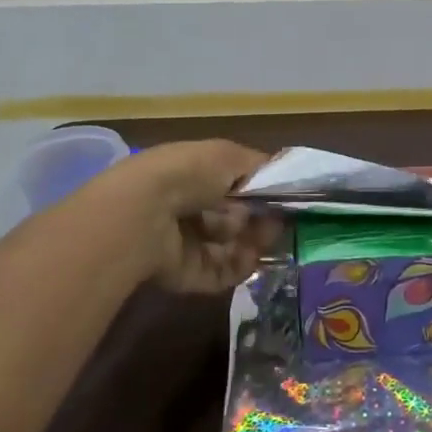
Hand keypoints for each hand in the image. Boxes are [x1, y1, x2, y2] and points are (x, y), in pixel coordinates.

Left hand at [87, 140, 281, 293]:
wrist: (146, 215)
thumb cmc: (188, 175)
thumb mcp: (228, 156)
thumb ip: (261, 167)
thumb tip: (281, 177)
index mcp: (195, 177)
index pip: (236, 188)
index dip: (262, 193)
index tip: (285, 198)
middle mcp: (191, 210)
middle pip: (239, 220)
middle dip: (261, 219)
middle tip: (277, 220)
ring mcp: (189, 245)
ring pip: (236, 247)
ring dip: (254, 242)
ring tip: (261, 237)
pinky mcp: (190, 276)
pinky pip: (225, 273)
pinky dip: (241, 266)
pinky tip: (249, 257)